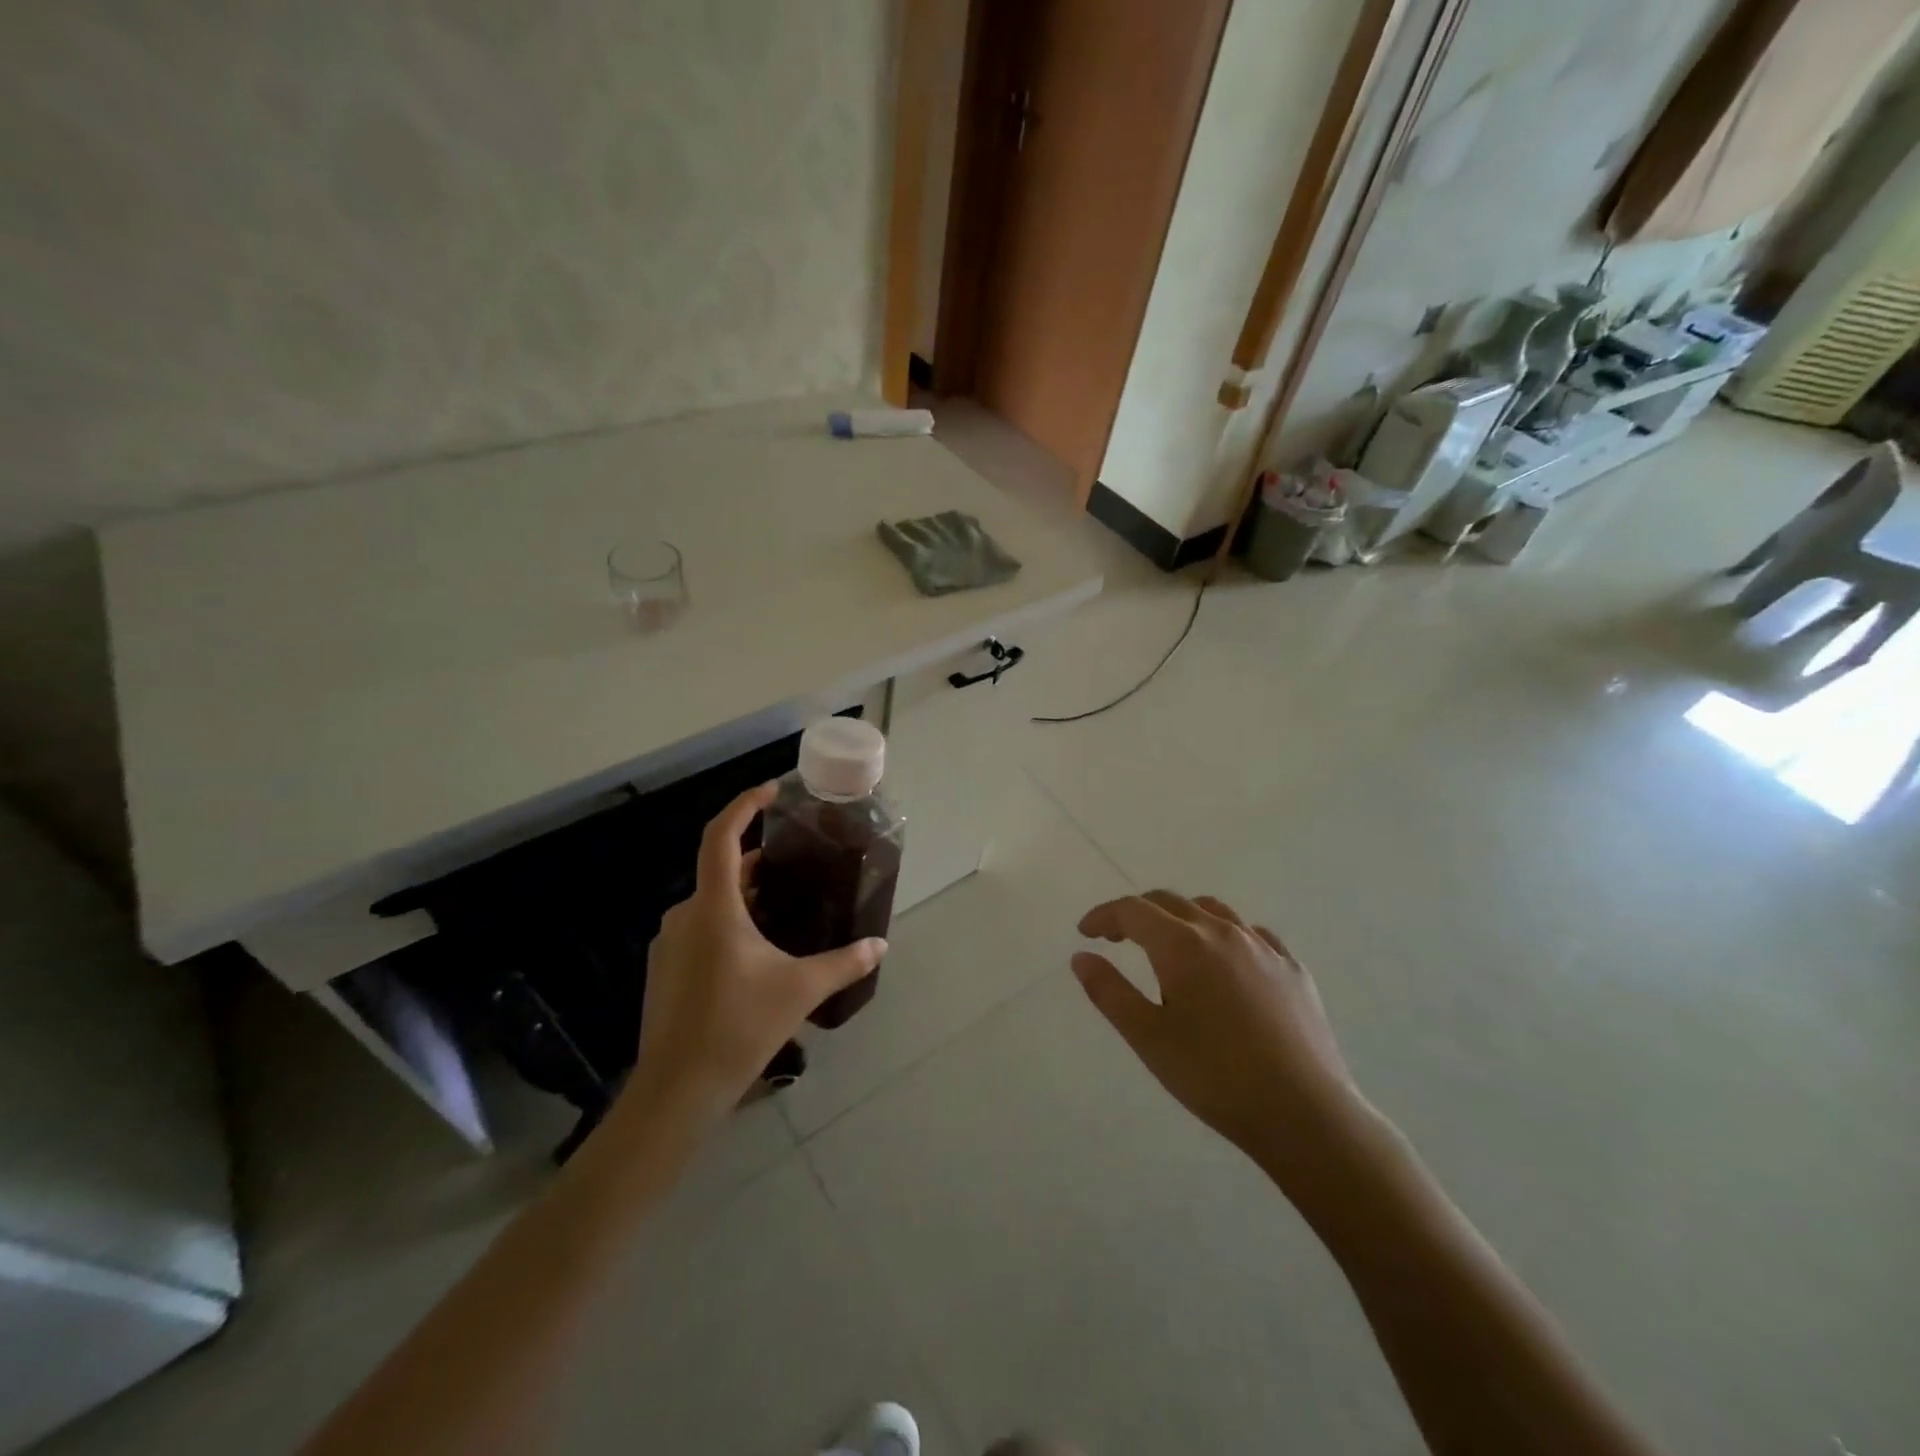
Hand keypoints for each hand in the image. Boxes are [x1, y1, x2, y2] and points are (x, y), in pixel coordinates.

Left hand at [623, 784, 885, 1128]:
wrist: (677, 1089)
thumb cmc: (739, 1027)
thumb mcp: (800, 990)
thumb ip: (845, 963)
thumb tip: (881, 945)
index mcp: (714, 907)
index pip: (722, 837)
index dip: (744, 806)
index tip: (771, 791)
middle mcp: (685, 915)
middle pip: (722, 870)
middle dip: (760, 861)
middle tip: (798, 864)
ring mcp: (669, 942)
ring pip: (712, 902)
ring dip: (746, 896)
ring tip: (784, 907)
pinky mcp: (665, 968)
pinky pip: (700, 928)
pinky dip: (729, 923)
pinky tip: (756, 951)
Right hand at [1072, 891, 1367, 1186]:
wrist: (1304, 1113)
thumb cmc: (1214, 1077)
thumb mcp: (1148, 1038)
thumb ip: (1110, 992)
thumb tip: (1081, 957)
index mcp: (1182, 945)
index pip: (1132, 910)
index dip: (1103, 916)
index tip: (1086, 933)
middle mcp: (1222, 932)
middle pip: (1170, 902)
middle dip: (1137, 913)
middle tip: (1117, 938)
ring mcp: (1263, 947)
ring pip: (1213, 911)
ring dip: (1182, 918)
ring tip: (1170, 945)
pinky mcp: (1293, 969)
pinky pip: (1253, 934)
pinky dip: (1226, 936)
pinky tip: (1227, 963)